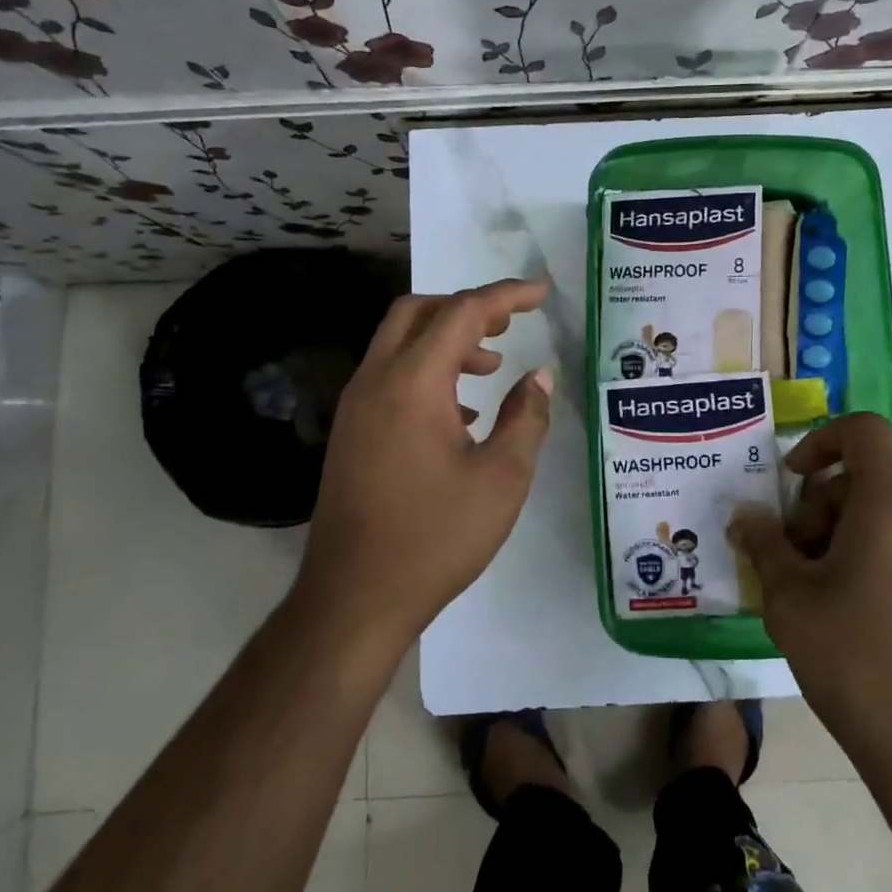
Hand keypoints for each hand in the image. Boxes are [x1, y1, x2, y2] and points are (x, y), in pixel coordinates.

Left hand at [298, 279, 553, 645]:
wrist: (355, 597)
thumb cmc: (436, 537)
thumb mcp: (502, 479)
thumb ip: (526, 418)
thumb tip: (540, 378)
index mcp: (412, 383)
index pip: (462, 312)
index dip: (505, 296)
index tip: (541, 293)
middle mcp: (376, 381)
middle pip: (417, 312)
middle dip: (467, 307)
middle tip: (509, 324)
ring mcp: (356, 407)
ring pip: (399, 343)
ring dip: (446, 340)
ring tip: (491, 366)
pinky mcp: (351, 433)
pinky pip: (389, 377)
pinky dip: (426, 372)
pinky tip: (459, 413)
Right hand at [729, 413, 891, 783]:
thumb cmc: (860, 666)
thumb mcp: (791, 602)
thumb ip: (765, 545)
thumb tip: (747, 516)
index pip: (862, 431)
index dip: (821, 442)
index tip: (794, 483)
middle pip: (877, 482)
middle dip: (829, 508)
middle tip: (802, 563)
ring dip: (863, 538)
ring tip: (838, 599)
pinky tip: (885, 627)